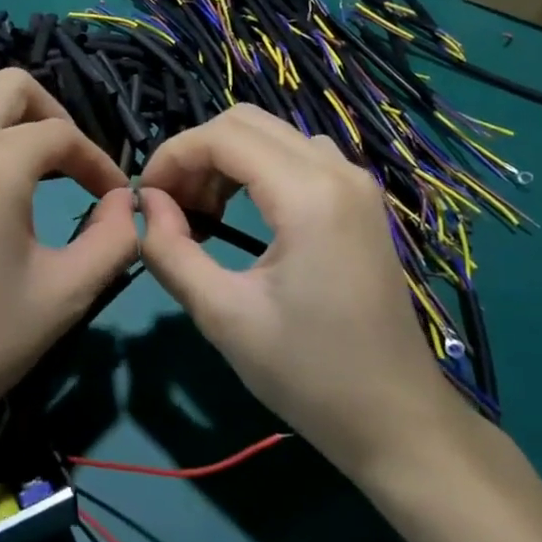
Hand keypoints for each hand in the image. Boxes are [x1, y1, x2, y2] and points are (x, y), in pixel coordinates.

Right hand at [137, 105, 466, 479]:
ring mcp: (355, 183)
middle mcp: (337, 171)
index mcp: (309, 195)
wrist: (397, 420)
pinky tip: (240, 212)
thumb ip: (170, 251)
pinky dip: (255, 168)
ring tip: (200, 212)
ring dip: (225, 158)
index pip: (222, 136)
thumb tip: (147, 205)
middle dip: (196, 153)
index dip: (172, 156)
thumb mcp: (223, 316)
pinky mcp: (359, 200)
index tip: (145, 198)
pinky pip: (296, 156)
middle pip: (246, 122)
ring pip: (272, 134)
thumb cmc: (308, 374)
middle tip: (170, 205)